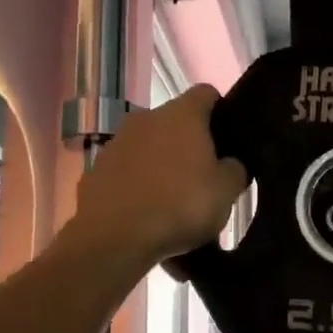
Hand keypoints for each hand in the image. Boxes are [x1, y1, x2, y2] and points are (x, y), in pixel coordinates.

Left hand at [71, 84, 248, 269]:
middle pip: (176, 123)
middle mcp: (147, 118)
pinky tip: (149, 216)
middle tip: (205, 178)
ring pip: (150, 148)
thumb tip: (231, 163)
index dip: (221, 112)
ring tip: (176, 203)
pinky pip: (128, 173)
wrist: (114, 238)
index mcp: (182, 114)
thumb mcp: (226, 192)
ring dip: (163, 167)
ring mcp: (117, 143)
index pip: (206, 94)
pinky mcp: (97, 171)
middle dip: (191, 145)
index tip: (229, 138)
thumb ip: (235, 170)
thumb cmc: (180, 205)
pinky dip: (139, 187)